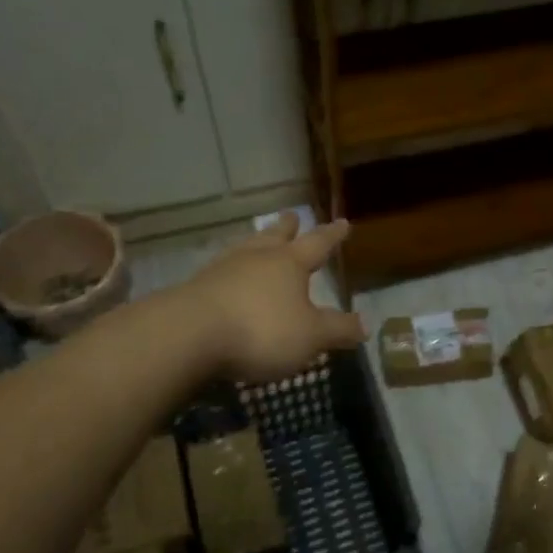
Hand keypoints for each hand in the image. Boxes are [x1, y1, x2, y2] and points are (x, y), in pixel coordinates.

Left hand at [181, 213, 365, 382]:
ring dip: (255, 244)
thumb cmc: (261, 329)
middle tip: (292, 216)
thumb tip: (363, 326)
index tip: (343, 222)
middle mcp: (256, 259)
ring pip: (245, 250)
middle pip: (275, 237)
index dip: (332, 235)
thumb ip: (337, 330)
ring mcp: (222, 271)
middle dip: (287, 228)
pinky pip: (221, 274)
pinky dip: (231, 273)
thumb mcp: (311, 336)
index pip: (317, 243)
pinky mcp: (196, 290)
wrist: (189, 335)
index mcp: (289, 264)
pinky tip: (228, 279)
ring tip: (258, 242)